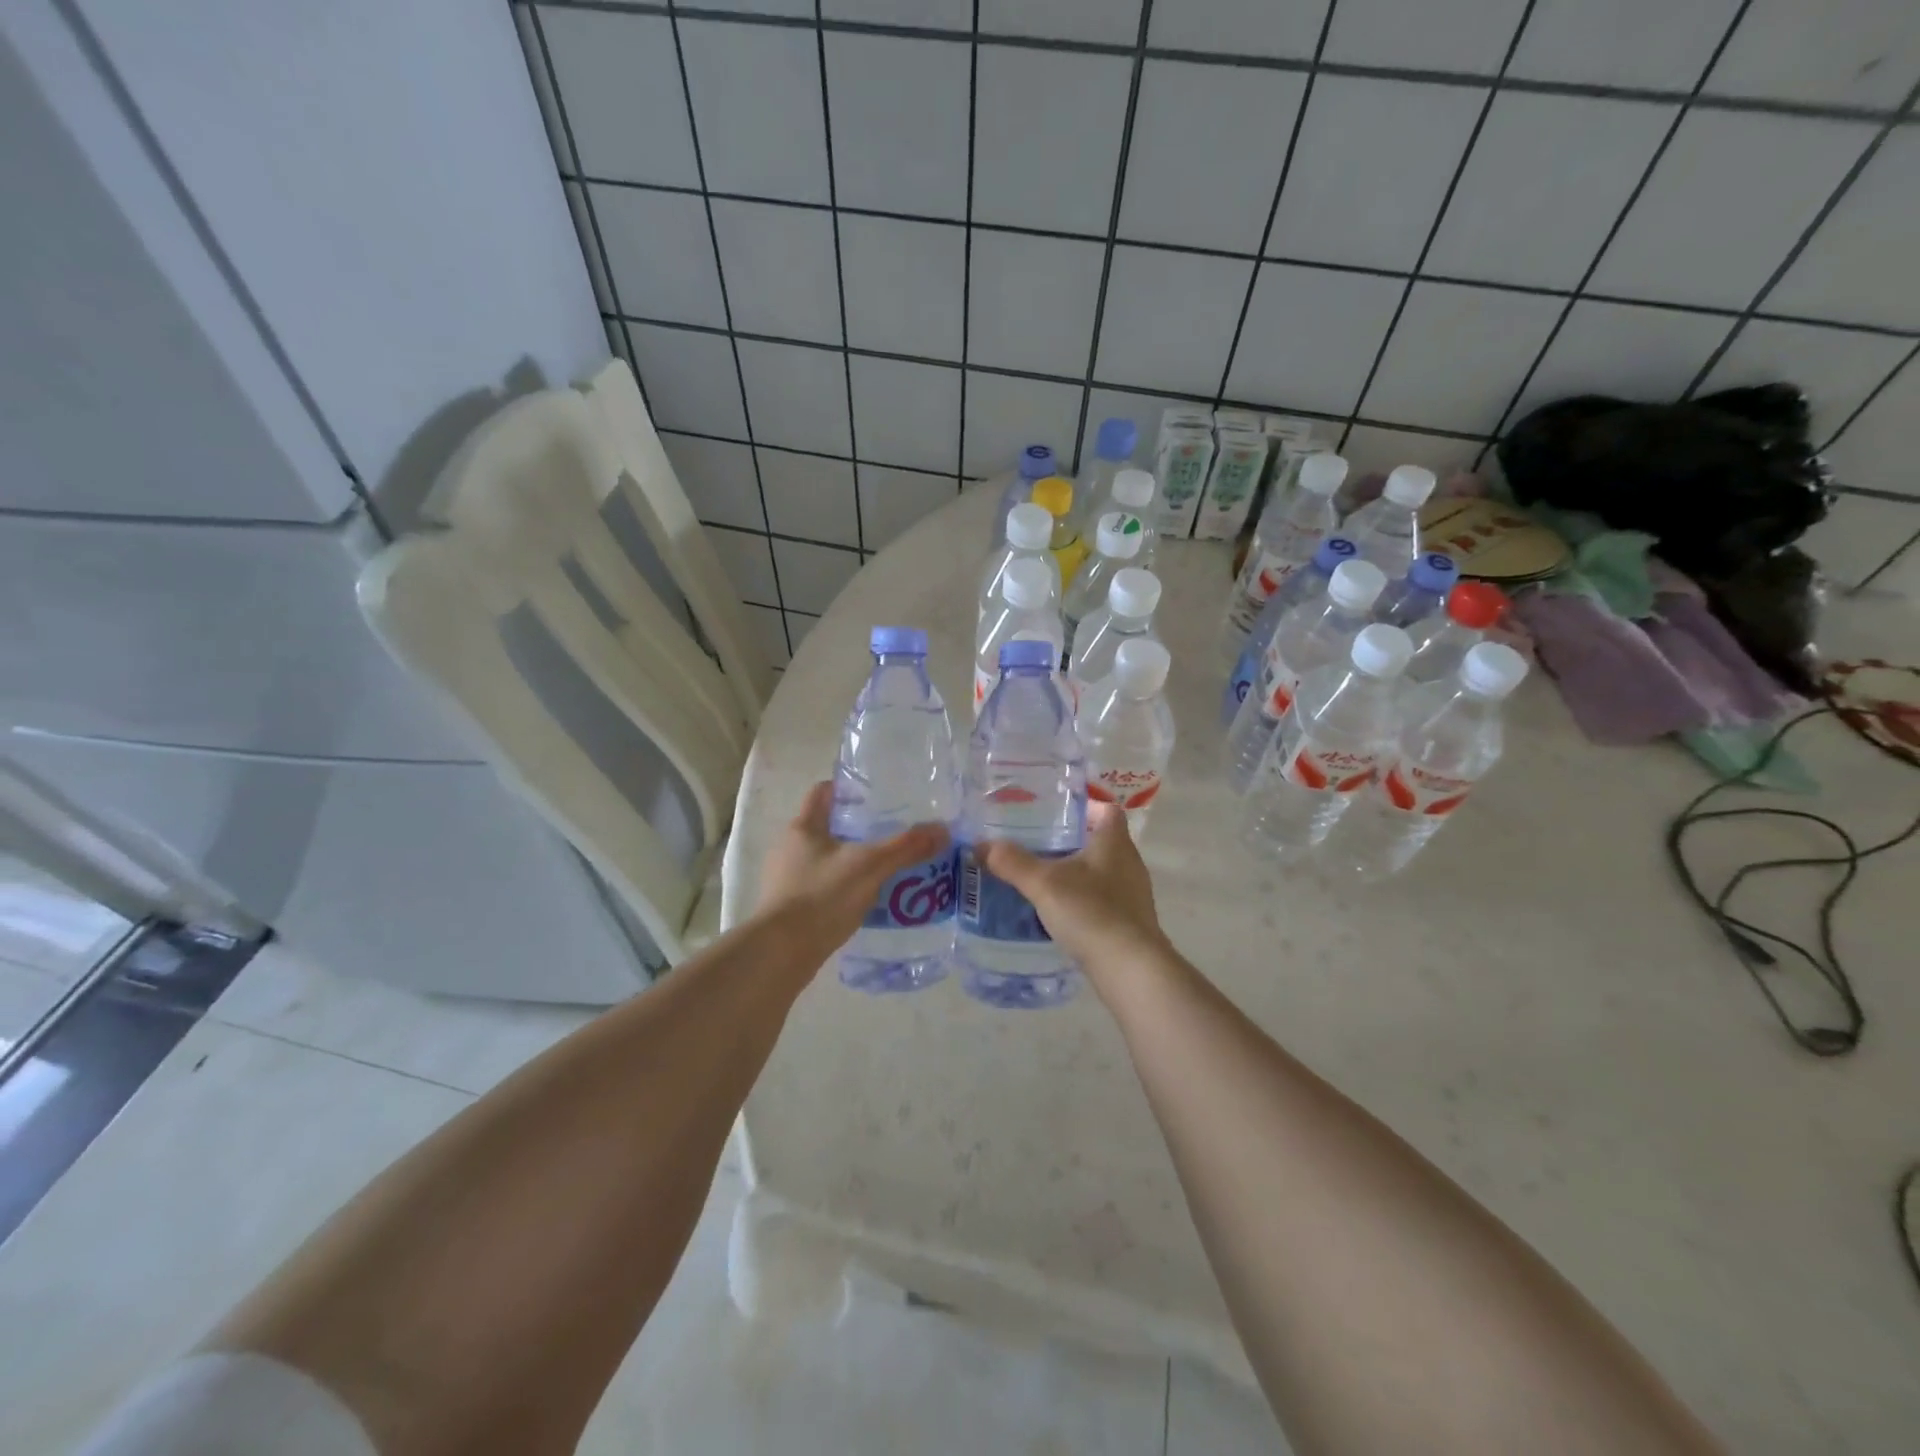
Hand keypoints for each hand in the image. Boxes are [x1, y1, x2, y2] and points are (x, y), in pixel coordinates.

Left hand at [758, 781, 948, 955]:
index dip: (848, 788)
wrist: (781, 953)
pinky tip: (868, 900)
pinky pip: (823, 888)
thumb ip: (906, 847)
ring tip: (886, 868)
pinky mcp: (790, 908)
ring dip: (853, 861)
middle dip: (858, 829)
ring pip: (826, 860)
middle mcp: (790, 848)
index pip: (823, 792)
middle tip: (893, 833)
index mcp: (803, 827)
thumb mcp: (870, 866)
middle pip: (827, 827)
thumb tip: (942, 829)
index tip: (877, 793)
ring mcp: (787, 879)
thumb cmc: (822, 896)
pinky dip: (844, 889)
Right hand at [979, 802, 1171, 980]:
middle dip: (1073, 840)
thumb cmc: (1091, 912)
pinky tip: (1060, 912)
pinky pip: (1104, 901)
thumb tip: (981, 844)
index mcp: (1114, 842)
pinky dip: (1083, 901)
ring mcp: (1133, 895)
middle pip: (1103, 841)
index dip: (1085, 806)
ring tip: (1043, 878)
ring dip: (1078, 873)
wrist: (1131, 968)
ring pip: (1103, 872)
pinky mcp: (1130, 923)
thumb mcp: (1044, 884)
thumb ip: (1013, 862)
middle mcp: (1129, 863)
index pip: (1107, 810)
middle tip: (1038, 843)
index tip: (1057, 811)